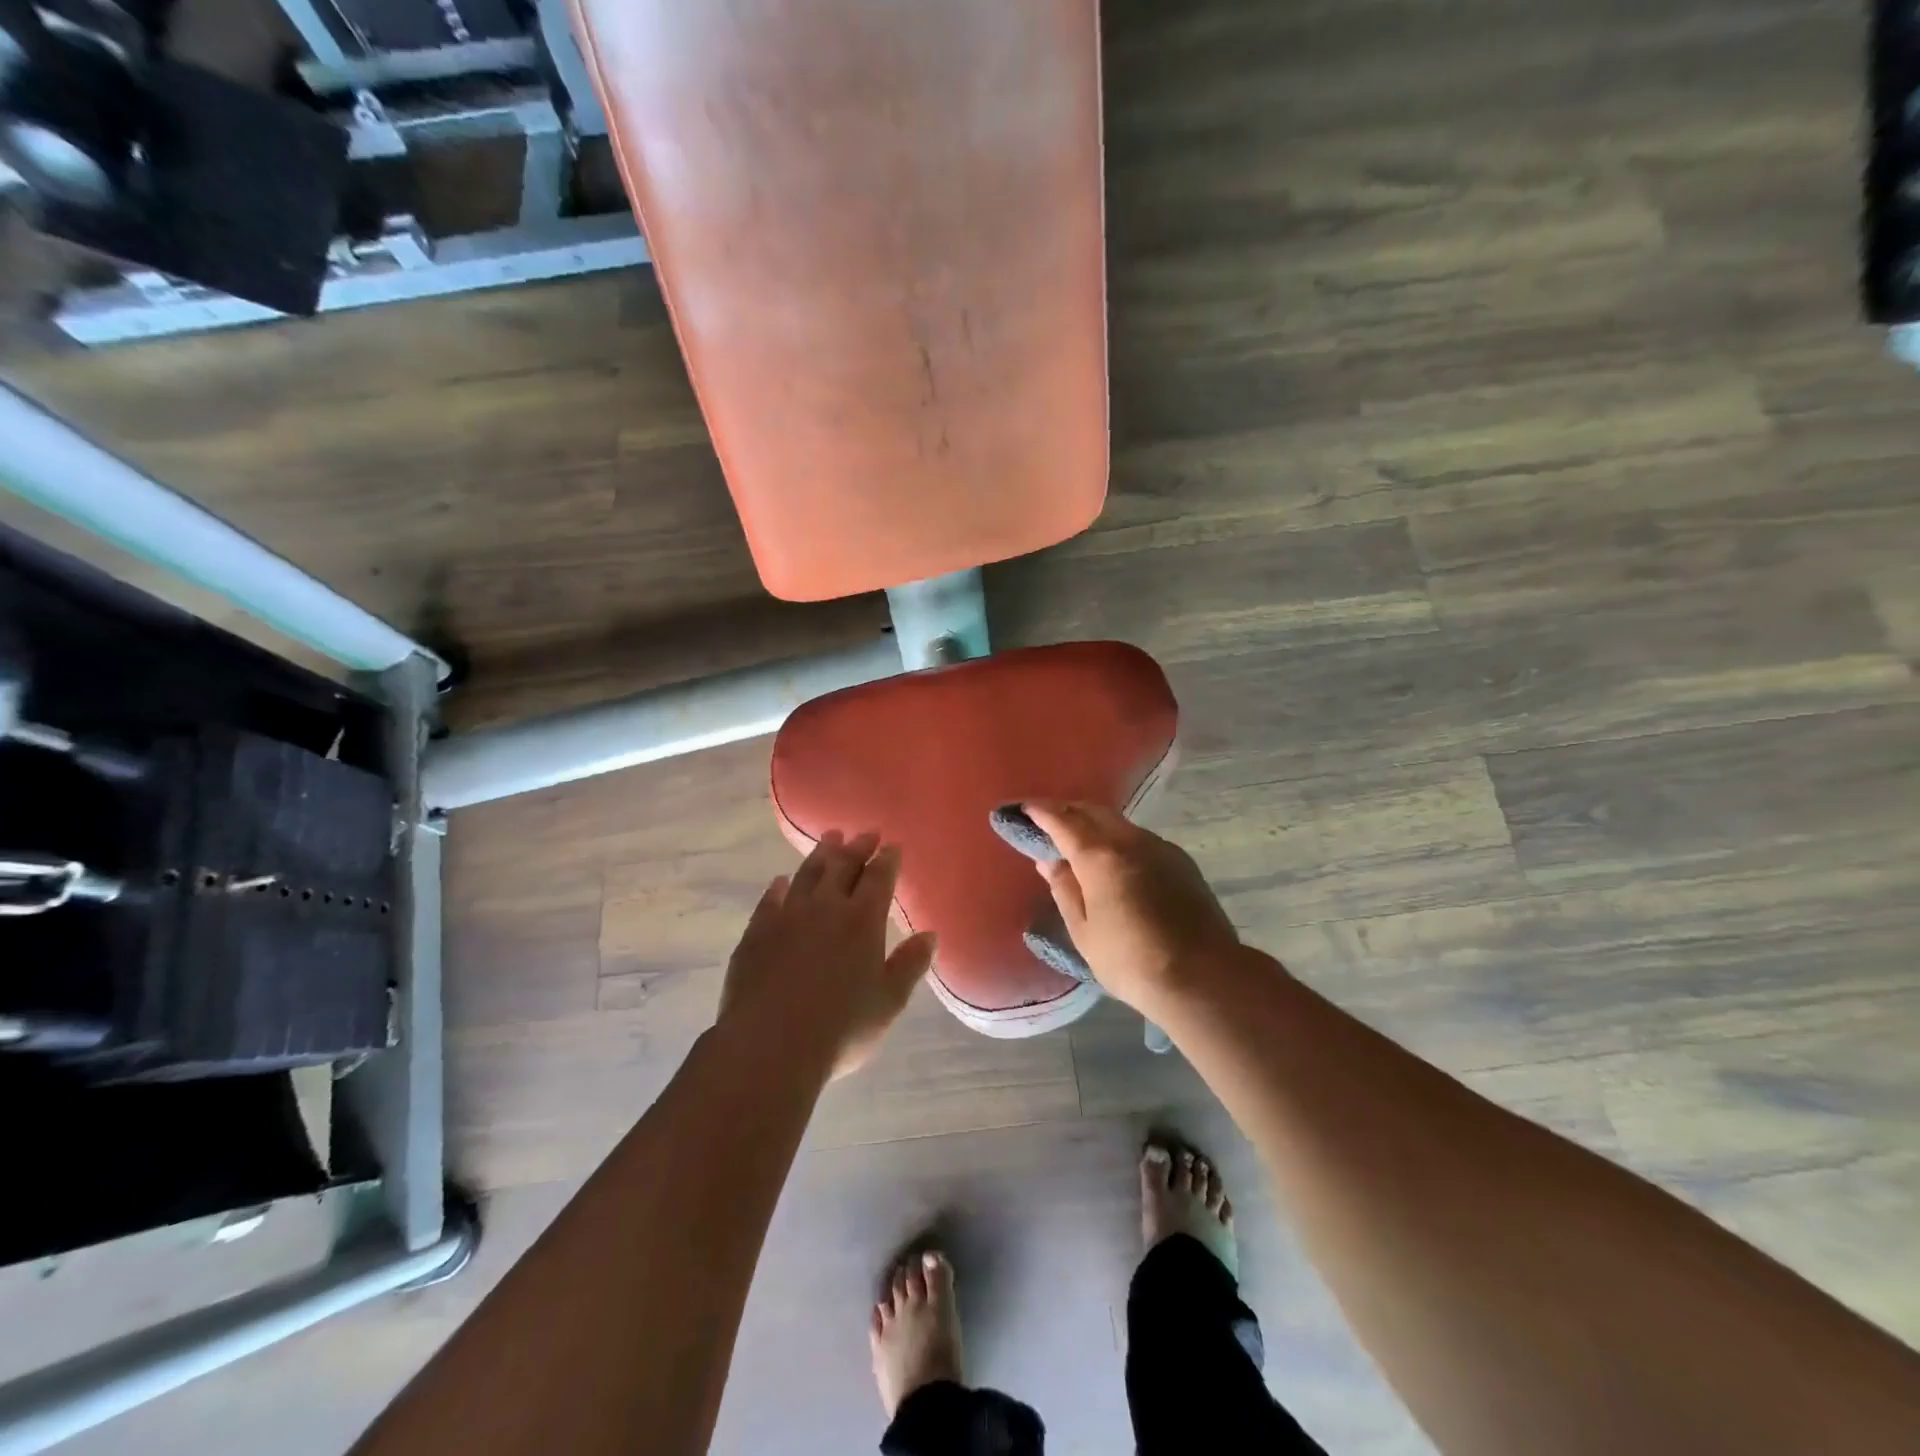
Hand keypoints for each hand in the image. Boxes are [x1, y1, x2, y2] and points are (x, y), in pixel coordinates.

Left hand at [718, 831, 936, 1080]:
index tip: (892, 846)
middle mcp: (826, 907)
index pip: (879, 878)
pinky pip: (770, 900)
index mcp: (863, 920)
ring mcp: (787, 917)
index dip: (887, 860)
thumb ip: (910, 965)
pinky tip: (781, 881)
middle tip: (865, 834)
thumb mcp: (889, 1002)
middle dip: (857, 848)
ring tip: (830, 839)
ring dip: (821, 855)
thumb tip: (930, 935)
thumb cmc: (841, 1028)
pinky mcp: (756, 933)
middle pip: (843, 867)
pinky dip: (779, 887)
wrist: (770, 1045)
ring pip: (807, 874)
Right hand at [1022, 801, 1239, 1013]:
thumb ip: (1065, 891)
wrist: (1204, 976)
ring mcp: (1160, 848)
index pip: (1063, 821)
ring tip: (1079, 840)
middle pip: (1093, 812)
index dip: (1041, 811)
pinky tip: (1115, 861)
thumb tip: (1050, 863)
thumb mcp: (1085, 933)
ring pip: (1119, 823)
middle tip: (1048, 819)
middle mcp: (1130, 841)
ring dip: (1095, 824)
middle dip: (1068, 810)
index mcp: (1100, 857)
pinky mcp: (1181, 862)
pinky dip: (1118, 839)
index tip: (1024, 807)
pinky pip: (1140, 839)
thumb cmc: (1132, 961)